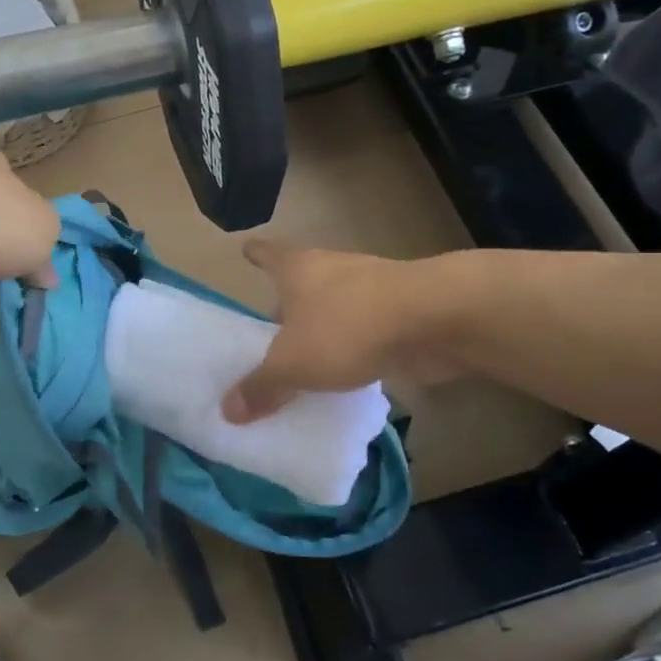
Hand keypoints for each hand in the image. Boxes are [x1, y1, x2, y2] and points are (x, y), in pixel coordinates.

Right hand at [223, 241, 459, 421]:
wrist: (433, 320)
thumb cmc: (347, 327)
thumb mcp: (293, 365)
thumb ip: (261, 386)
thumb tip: (228, 410)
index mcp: (299, 269)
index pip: (269, 254)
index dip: (256, 254)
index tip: (246, 250)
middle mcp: (332, 270)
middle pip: (302, 283)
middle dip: (289, 303)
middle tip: (270, 330)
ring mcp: (371, 289)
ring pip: (337, 307)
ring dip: (325, 327)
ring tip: (307, 357)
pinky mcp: (400, 314)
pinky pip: (365, 332)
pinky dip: (355, 348)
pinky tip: (348, 374)